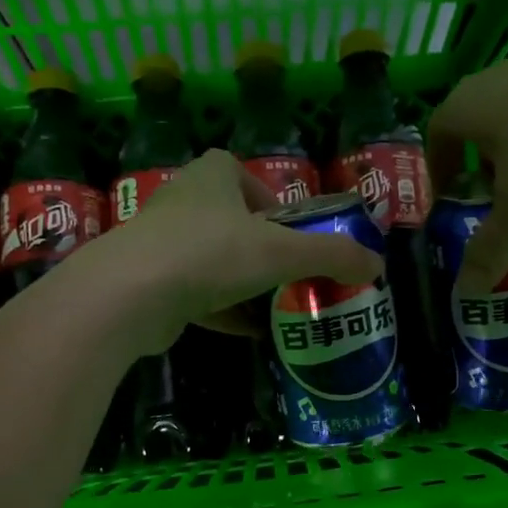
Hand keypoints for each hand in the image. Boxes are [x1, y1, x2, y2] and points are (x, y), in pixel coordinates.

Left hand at [83, 149, 383, 351]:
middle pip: (230, 221)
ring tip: (276, 307)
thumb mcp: (281, 252)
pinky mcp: (151, 285)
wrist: (129, 296)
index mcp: (211, 177)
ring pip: (211, 261)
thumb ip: (331, 255)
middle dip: (260, 248)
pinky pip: (195, 295)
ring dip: (242, 283)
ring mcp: (161, 245)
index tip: (290, 230)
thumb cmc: (210, 254)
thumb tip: (377, 265)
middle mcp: (182, 203)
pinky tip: (250, 333)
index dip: (269, 198)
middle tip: (290, 274)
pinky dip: (223, 312)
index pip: (241, 173)